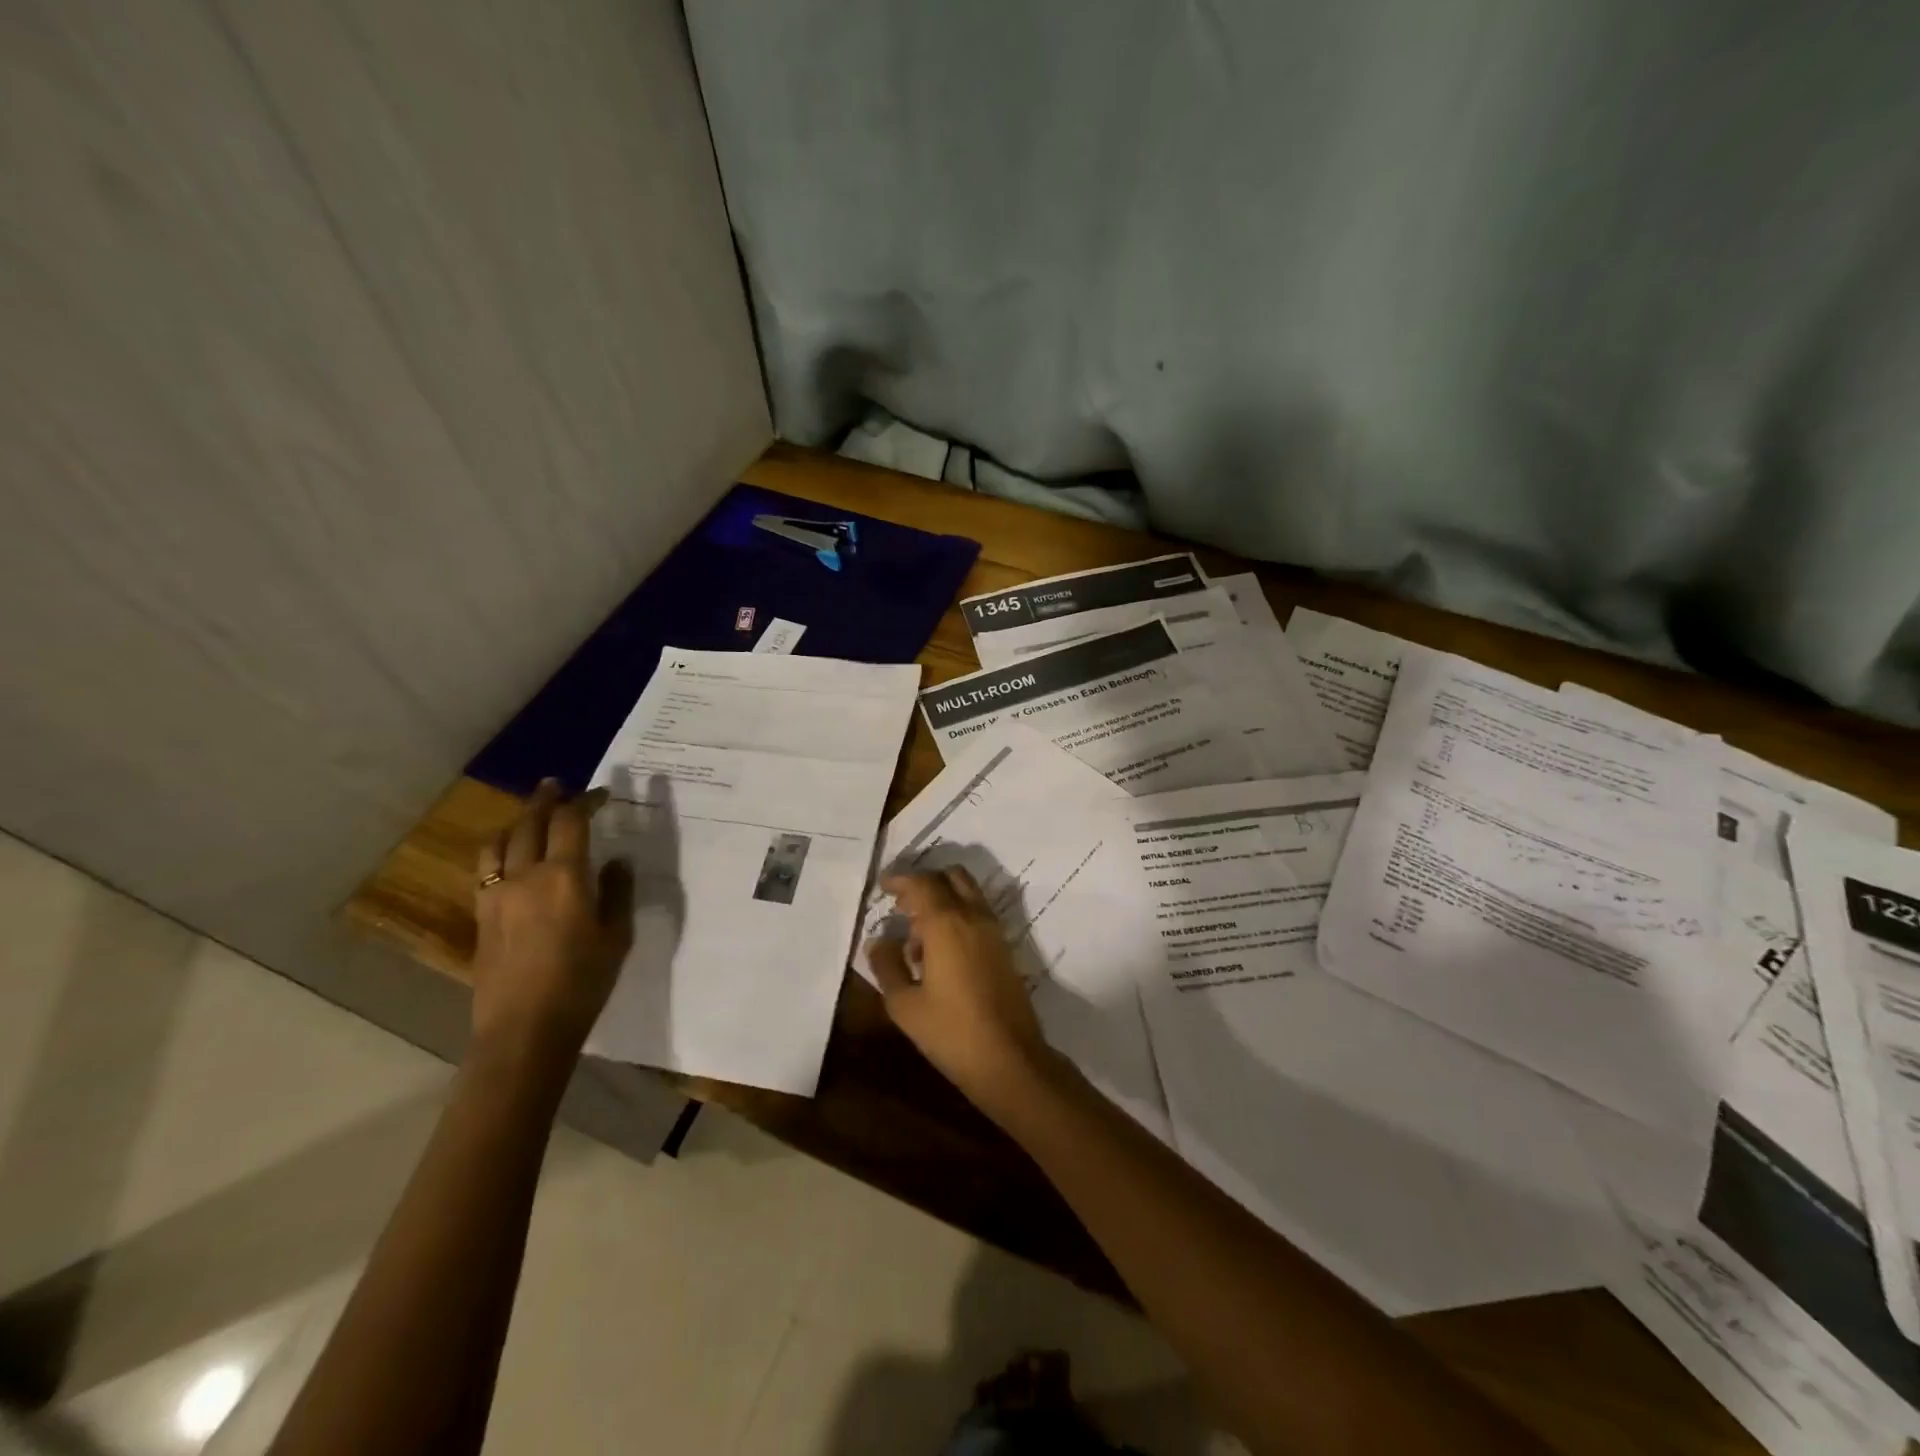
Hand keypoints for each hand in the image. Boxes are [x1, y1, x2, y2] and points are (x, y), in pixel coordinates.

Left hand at [471, 780, 633, 1064]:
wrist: (525, 1027)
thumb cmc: (583, 981)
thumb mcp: (617, 936)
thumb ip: (617, 892)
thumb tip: (616, 862)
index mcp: (565, 876)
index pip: (572, 822)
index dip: (586, 801)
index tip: (602, 793)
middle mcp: (526, 875)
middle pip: (530, 823)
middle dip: (546, 800)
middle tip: (557, 785)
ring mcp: (497, 894)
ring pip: (500, 842)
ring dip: (517, 821)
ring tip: (530, 817)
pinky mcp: (482, 915)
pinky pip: (486, 867)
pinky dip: (499, 849)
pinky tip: (508, 857)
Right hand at [865, 868, 1052, 1111]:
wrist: (1010, 1059)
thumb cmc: (951, 1032)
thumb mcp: (905, 1005)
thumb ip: (887, 966)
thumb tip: (878, 941)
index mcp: (947, 923)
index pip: (922, 883)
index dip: (900, 879)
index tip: (882, 887)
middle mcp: (974, 916)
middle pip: (951, 877)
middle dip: (924, 883)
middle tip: (901, 907)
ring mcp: (994, 931)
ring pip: (968, 893)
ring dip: (943, 899)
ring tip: (917, 936)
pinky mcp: (1004, 947)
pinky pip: (978, 914)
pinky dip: (958, 916)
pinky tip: (940, 953)